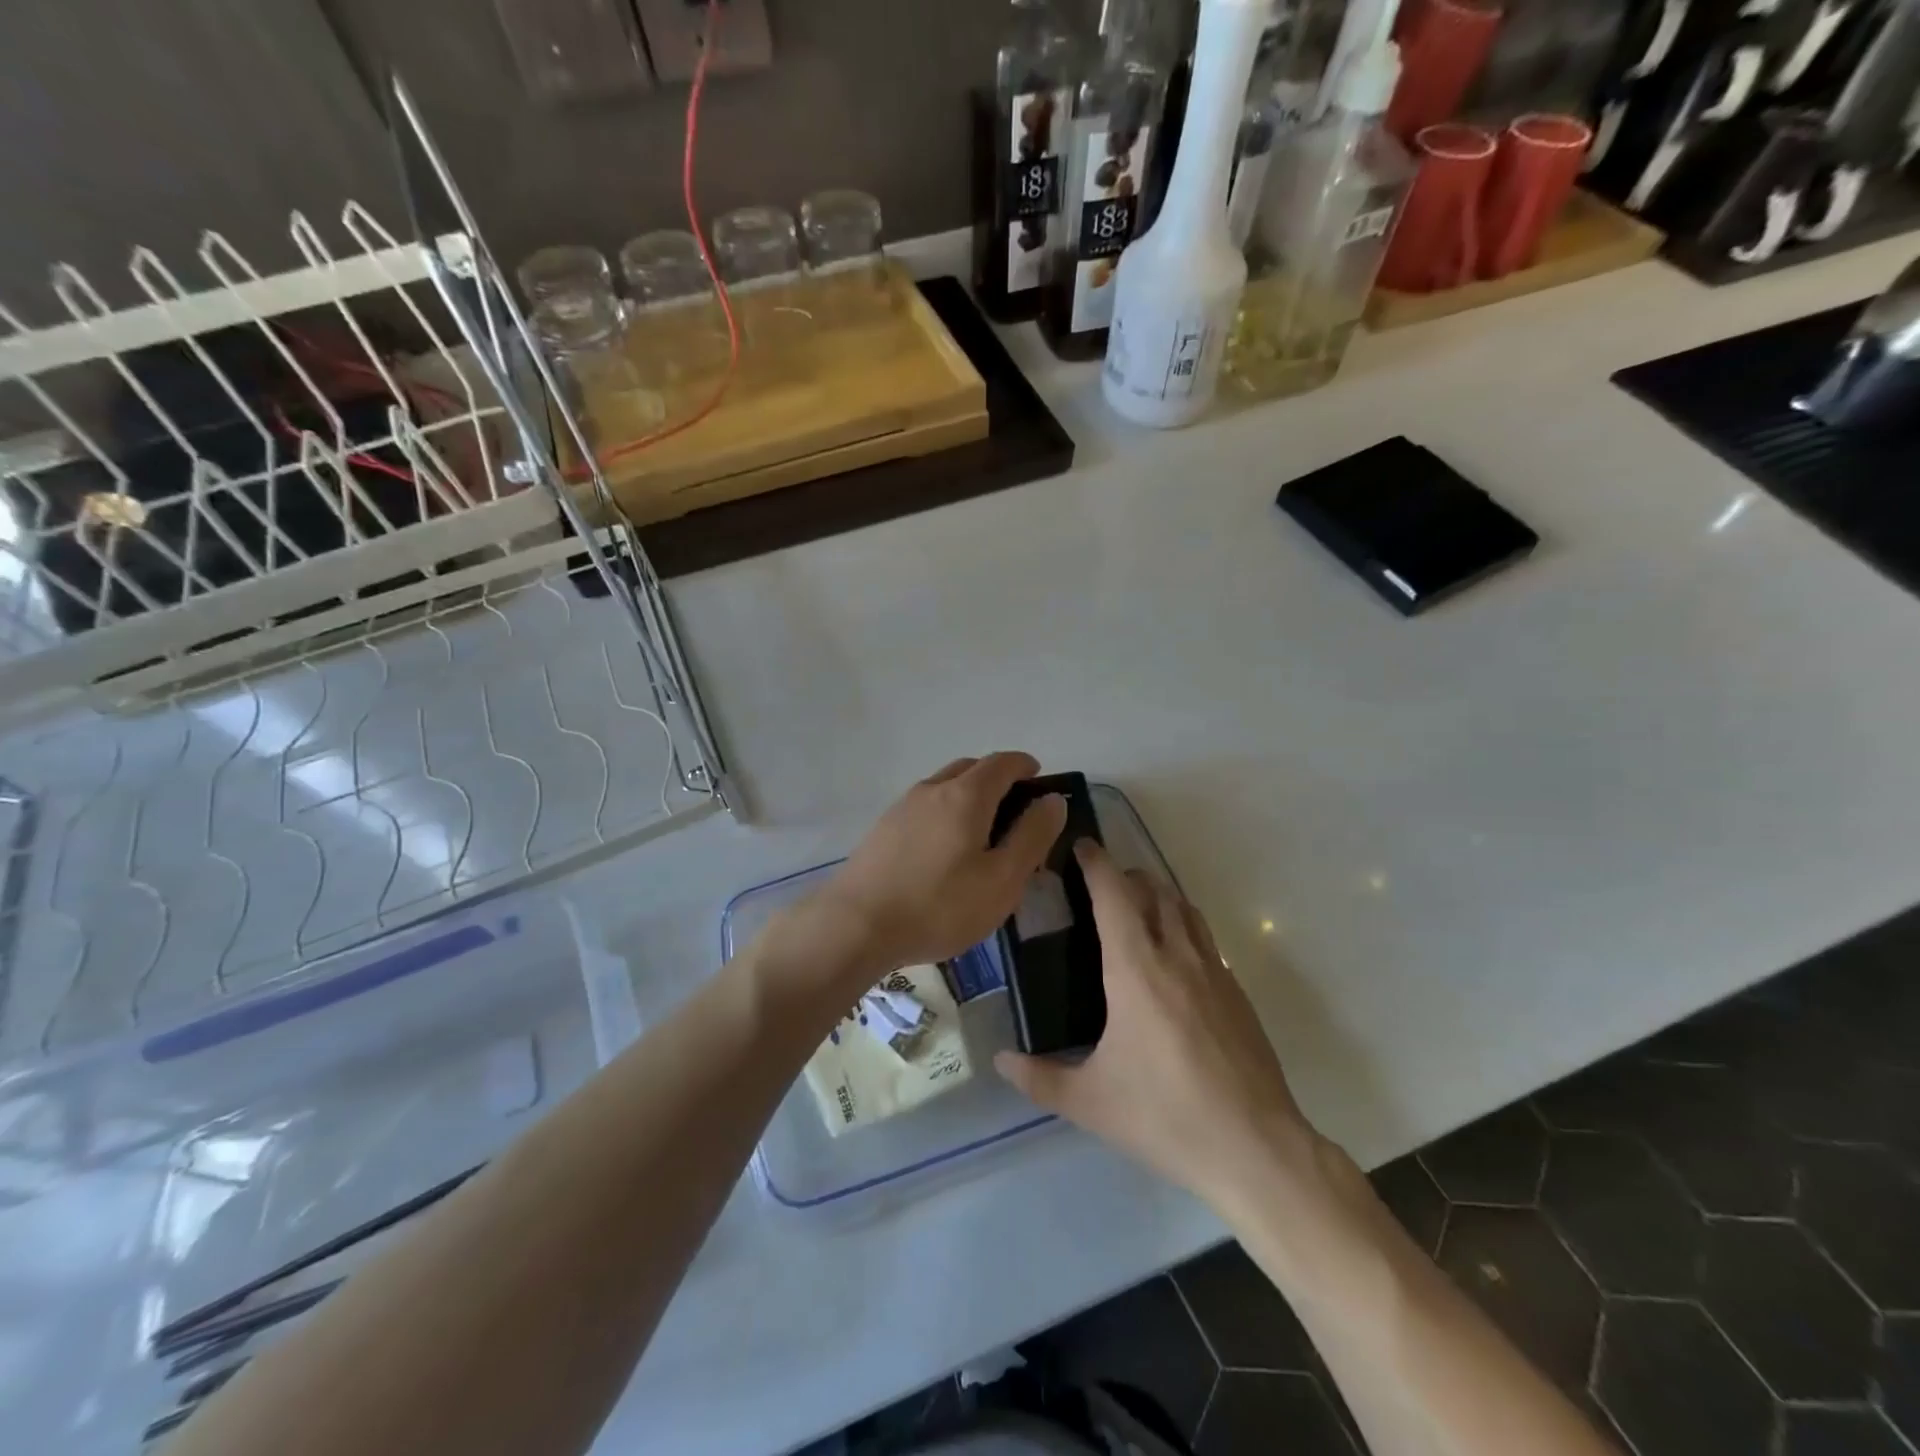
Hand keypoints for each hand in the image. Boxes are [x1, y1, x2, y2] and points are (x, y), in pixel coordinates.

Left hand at [808, 753, 1067, 979]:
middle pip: (971, 768)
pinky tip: (944, 850)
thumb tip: (1053, 800)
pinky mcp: (883, 828)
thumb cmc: (940, 905)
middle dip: (998, 779)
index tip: (1039, 780)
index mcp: (966, 795)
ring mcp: (902, 806)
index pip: (1003, 763)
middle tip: (1015, 811)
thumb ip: (1032, 836)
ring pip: (944, 786)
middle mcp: (933, 789)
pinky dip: (945, 812)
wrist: (856, 924)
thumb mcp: (1002, 879)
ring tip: (981, 833)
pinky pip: (924, 807)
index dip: (1025, 766)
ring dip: (968, 795)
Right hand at [995, 841, 1319, 1205]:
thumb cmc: (1164, 1116)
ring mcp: (1215, 971)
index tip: (1081, 846)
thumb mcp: (1090, 1102)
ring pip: (1184, 907)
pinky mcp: (1238, 992)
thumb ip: (1039, 1078)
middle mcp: (1177, 955)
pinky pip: (1205, 937)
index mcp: (1136, 969)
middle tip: (1099, 884)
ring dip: (1158, 894)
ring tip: (1135, 909)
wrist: (1255, 1148)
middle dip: (1125, 874)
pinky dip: (1182, 924)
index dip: (1096, 863)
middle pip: (1153, 889)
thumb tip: (1000, 1061)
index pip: (1114, 894)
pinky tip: (1172, 959)